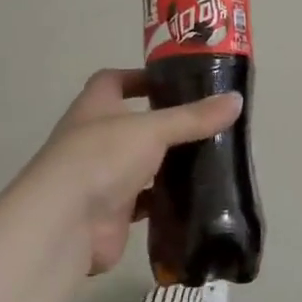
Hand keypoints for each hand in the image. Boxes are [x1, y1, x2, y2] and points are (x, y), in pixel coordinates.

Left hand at [16, 69, 241, 274]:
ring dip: (167, 163)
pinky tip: (196, 197)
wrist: (65, 223)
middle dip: (164, 123)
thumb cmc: (102, 157)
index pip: (114, 80)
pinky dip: (167, 200)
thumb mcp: (152, 129)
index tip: (174, 81)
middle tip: (205, 122)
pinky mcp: (112, 212)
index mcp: (95, 107)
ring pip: (141, 164)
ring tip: (209, 157)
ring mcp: (101, 177)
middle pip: (132, 124)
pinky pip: (145, 201)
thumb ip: (193, 117)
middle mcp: (94, 138)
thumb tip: (236, 100)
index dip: (140, 77)